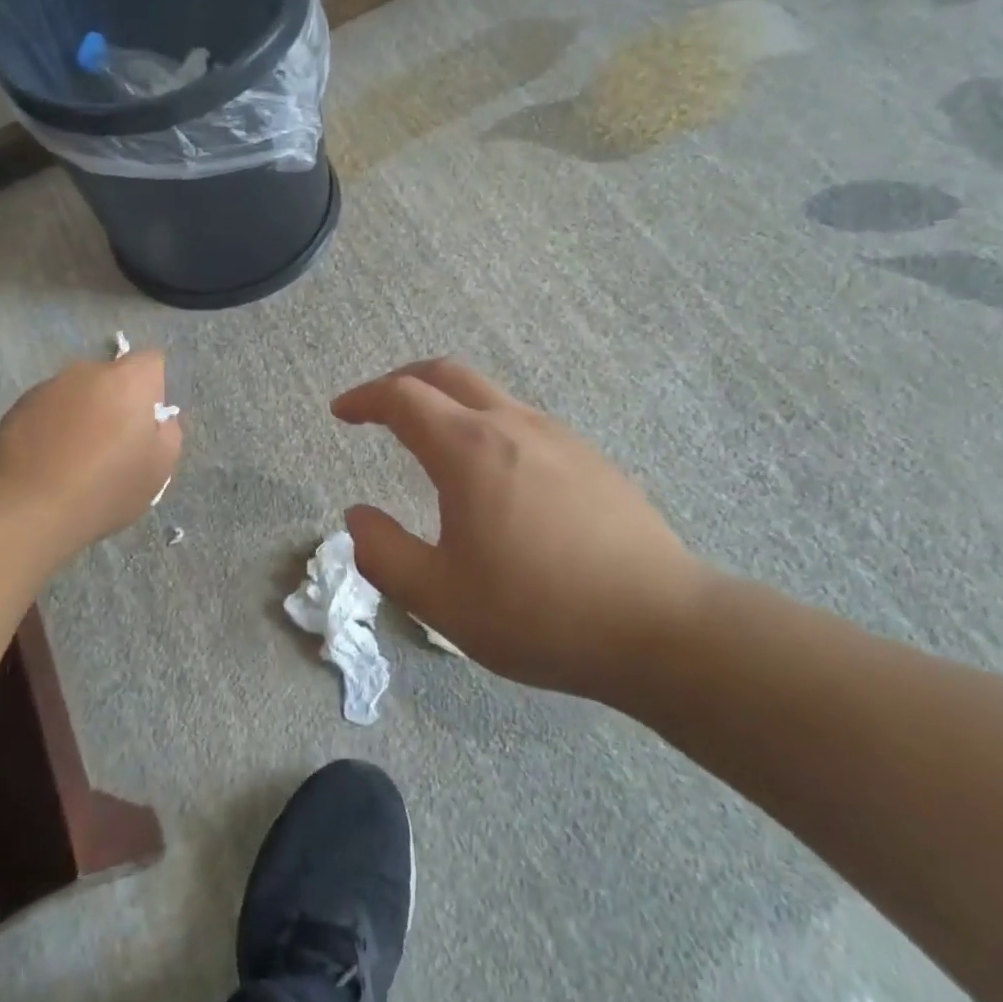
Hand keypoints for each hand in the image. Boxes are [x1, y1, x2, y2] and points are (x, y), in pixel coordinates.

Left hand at [0, 350, 181, 558]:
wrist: (29, 511)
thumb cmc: (106, 489)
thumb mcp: (159, 469)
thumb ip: (168, 433)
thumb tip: (158, 420)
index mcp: (128, 380)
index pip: (151, 361)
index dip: (154, 388)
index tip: (148, 421)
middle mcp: (86, 372)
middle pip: (111, 376)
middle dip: (116, 399)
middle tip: (114, 442)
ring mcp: (47, 387)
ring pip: (77, 392)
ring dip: (82, 413)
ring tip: (76, 456)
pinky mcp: (16, 408)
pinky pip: (47, 410)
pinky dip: (52, 426)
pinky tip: (48, 461)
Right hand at [332, 359, 713, 701]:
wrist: (661, 627)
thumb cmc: (539, 614)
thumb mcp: (440, 599)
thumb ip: (384, 554)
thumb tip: (357, 517)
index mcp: (470, 450)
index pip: (403, 398)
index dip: (364, 398)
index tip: (341, 412)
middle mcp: (514, 426)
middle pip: (447, 374)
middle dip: (403, 381)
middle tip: (377, 408)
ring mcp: (560, 437)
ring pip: (489, 395)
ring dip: (448, 403)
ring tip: (431, 443)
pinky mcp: (591, 459)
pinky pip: (524, 422)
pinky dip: (486, 425)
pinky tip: (494, 477)